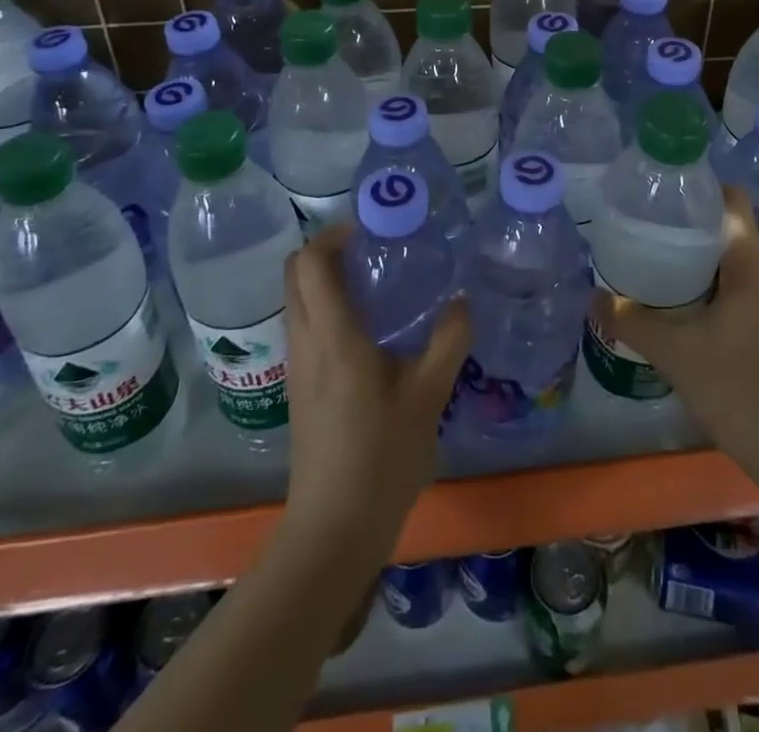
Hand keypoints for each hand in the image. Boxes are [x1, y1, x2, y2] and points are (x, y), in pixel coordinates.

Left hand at [280, 224, 471, 558]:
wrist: (334, 529)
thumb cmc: (381, 457)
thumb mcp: (428, 396)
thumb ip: (448, 341)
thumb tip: (462, 300)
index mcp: (333, 335)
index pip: (311, 263)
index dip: (333, 235)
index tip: (369, 229)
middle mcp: (305, 342)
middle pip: (296, 274)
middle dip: (327, 250)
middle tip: (372, 250)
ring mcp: (297, 366)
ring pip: (298, 300)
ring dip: (325, 279)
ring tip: (375, 283)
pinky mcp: (300, 387)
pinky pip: (304, 325)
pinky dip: (326, 307)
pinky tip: (368, 329)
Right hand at [598, 187, 758, 466]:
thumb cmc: (740, 390)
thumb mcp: (676, 352)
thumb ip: (631, 321)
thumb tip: (593, 297)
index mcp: (752, 267)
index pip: (732, 201)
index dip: (699, 188)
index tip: (660, 193)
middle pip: (725, 232)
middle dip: (684, 227)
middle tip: (641, 230)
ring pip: (728, 265)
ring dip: (692, 262)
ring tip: (649, 264)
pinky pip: (734, 293)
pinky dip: (704, 291)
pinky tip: (675, 309)